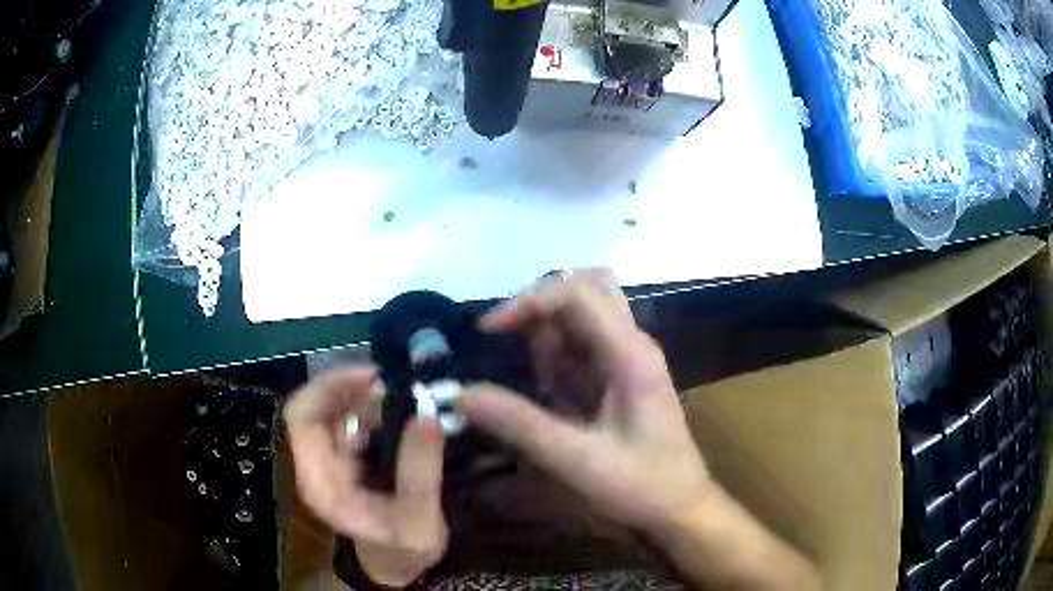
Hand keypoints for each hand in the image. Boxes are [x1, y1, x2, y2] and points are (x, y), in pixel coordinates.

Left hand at [284, 367, 446, 586]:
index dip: (328, 388)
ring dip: (364, 396)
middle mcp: (316, 463)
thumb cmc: (401, 550)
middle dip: (351, 388)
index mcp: (319, 481)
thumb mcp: (418, 521)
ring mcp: (329, 458)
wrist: (394, 564)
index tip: (372, 378)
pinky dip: (372, 407)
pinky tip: (399, 410)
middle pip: (315, 406)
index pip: (302, 418)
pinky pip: (351, 419)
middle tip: (395, 384)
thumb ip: (420, 473)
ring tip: (403, 396)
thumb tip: (428, 415)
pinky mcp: (345, 457)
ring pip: (334, 409)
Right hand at [459, 269, 713, 534]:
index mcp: (630, 353)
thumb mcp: (577, 460)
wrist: (680, 508)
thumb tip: (462, 394)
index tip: (489, 331)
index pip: (578, 292)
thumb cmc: (640, 486)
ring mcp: (628, 357)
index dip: (529, 301)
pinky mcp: (619, 375)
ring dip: (546, 339)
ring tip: (536, 386)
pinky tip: (550, 395)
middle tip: (506, 344)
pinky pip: (581, 346)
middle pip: (583, 291)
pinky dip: (555, 359)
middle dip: (538, 311)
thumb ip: (520, 425)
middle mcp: (631, 343)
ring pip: (580, 316)